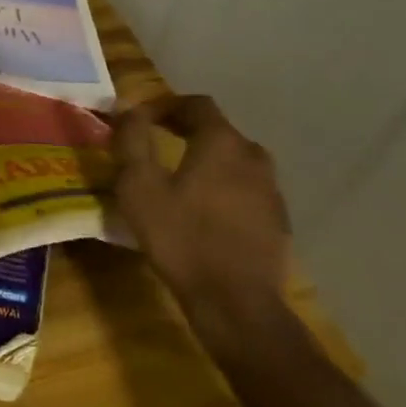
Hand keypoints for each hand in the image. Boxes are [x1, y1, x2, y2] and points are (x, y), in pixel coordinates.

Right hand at [113, 95, 291, 316]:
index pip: (196, 104)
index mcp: (221, 142)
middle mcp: (253, 157)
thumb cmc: (180, 238)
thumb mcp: (139, 187)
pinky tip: (205, 212)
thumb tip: (128, 110)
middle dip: (186, 131)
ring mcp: (271, 190)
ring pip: (235, 161)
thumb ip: (132, 141)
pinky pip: (246, 190)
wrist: (235, 302)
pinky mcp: (277, 220)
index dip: (166, 105)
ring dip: (208, 161)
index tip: (141, 118)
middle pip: (219, 131)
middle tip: (157, 144)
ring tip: (180, 179)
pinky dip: (224, 188)